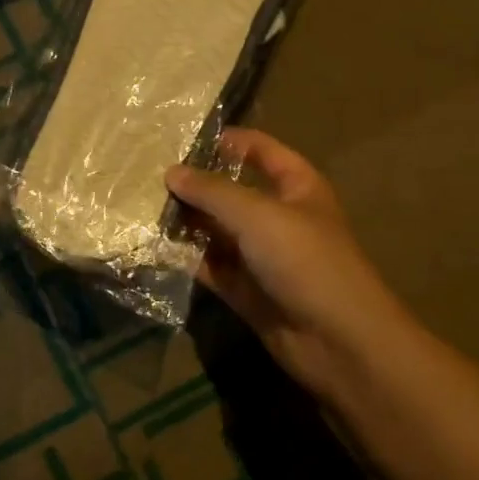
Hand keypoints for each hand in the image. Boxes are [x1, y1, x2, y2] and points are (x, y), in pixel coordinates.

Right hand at [167, 129, 413, 400]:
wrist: (338, 342)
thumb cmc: (304, 260)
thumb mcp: (257, 214)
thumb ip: (211, 191)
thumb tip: (171, 172)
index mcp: (296, 187)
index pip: (260, 151)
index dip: (227, 141)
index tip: (182, 137)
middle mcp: (278, 216)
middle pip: (231, 191)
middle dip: (194, 184)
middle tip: (147, 174)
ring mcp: (261, 255)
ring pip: (215, 230)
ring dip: (185, 221)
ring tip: (140, 206)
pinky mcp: (244, 289)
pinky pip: (209, 265)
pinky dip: (185, 257)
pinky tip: (151, 245)